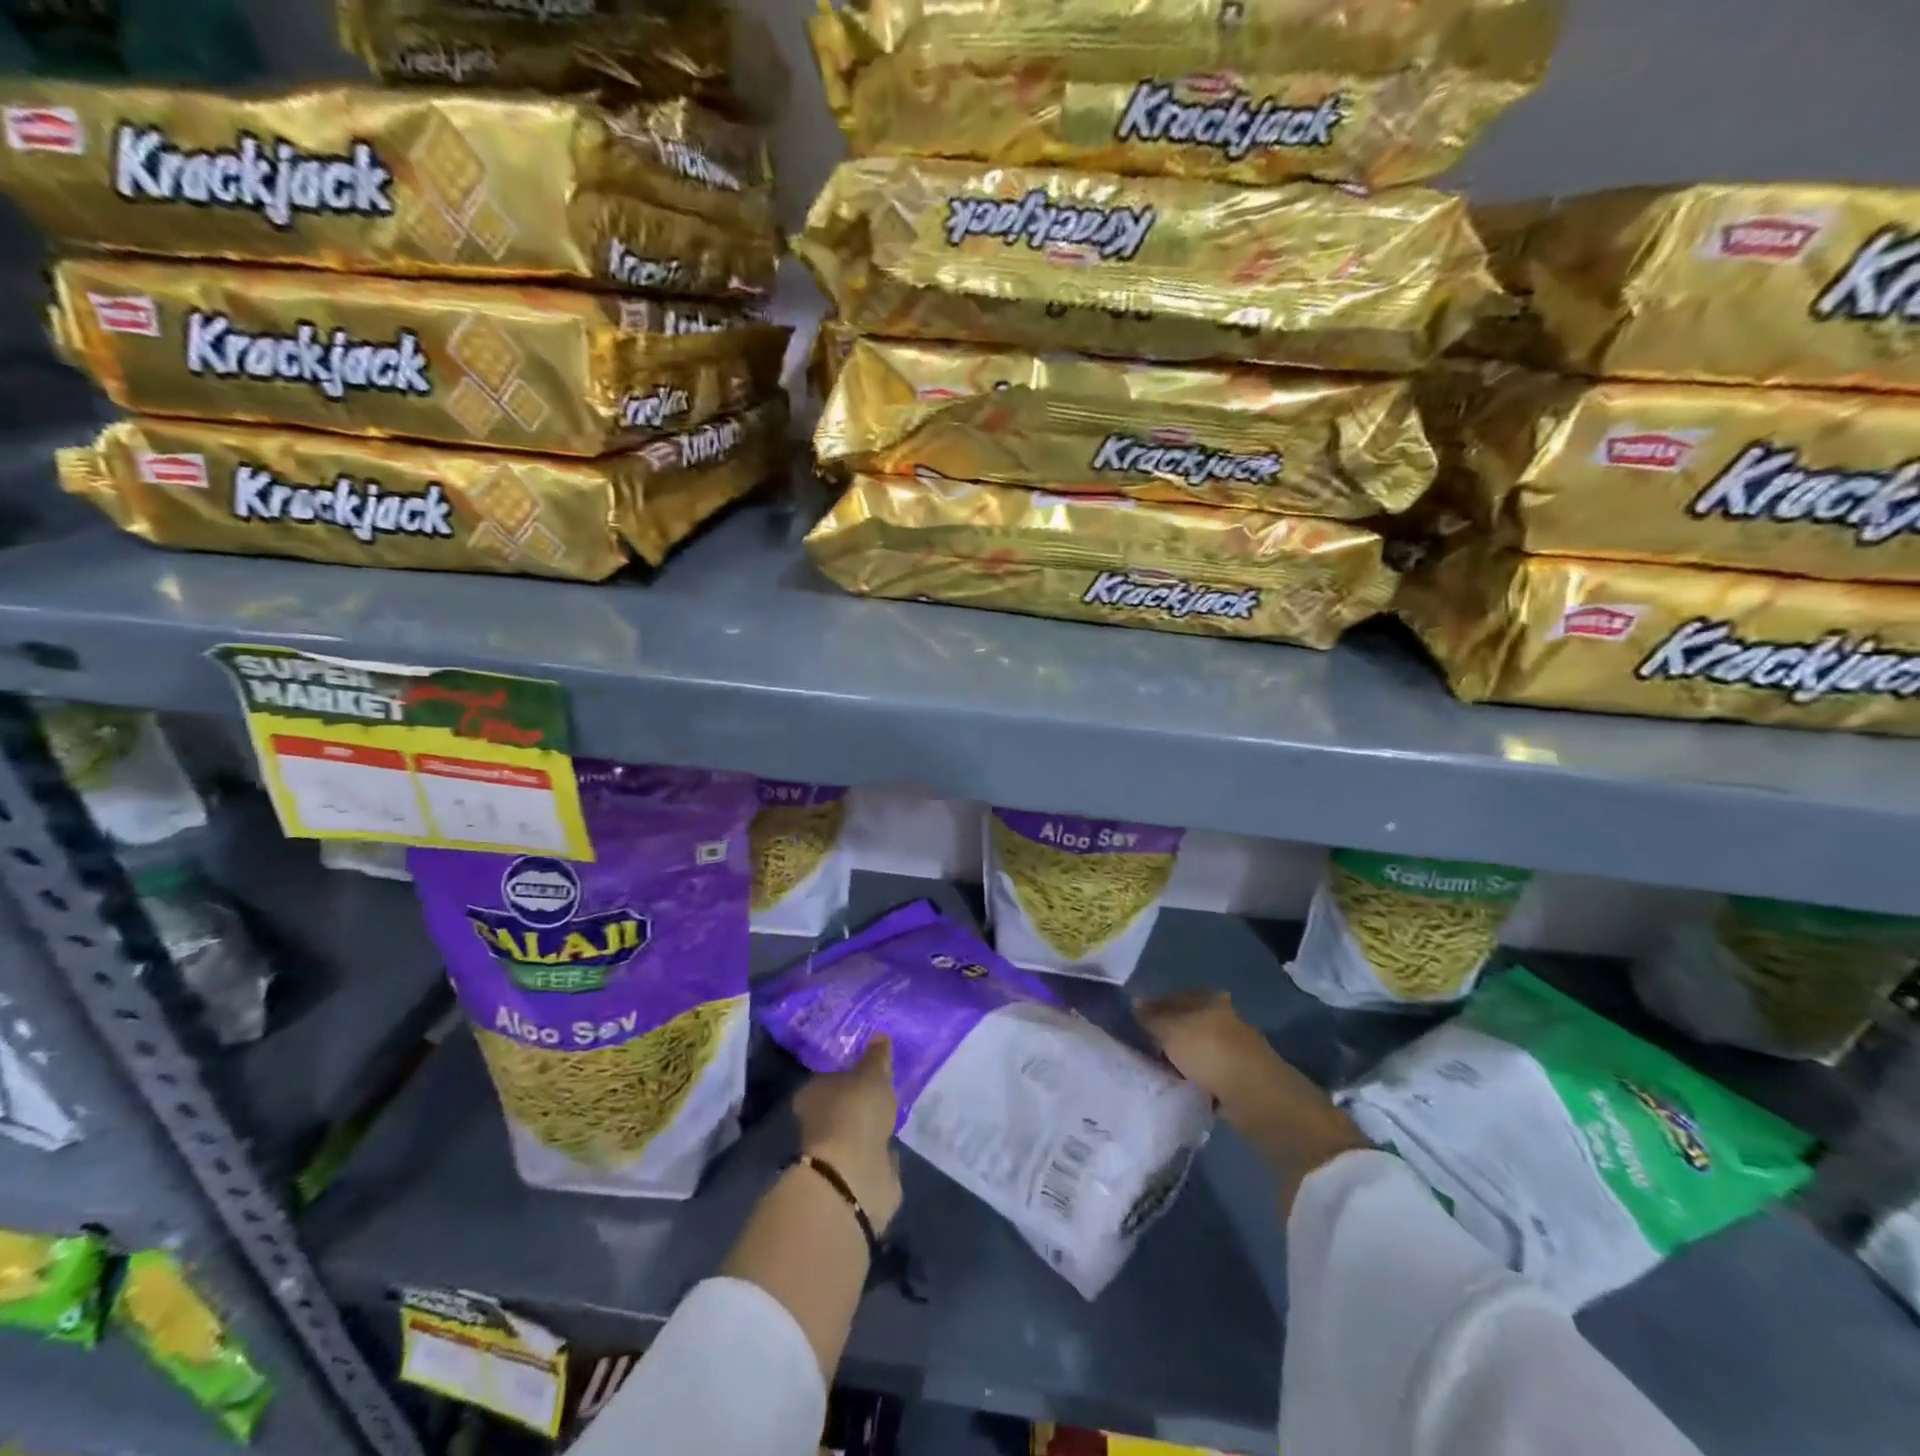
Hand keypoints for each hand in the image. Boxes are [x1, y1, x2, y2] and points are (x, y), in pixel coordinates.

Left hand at [795, 1037, 902, 1232]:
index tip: (867, 1067)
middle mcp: (818, 1122)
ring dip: (872, 1125)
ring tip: (894, 1111)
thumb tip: (879, 1035)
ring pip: (857, 1130)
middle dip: (860, 1100)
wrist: (854, 1176)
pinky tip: (896, 1139)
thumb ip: (876, 1057)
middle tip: (884, 1088)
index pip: (828, 1077)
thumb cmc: (855, 1112)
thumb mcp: (871, 1074)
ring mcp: (836, 1151)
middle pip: (842, 1105)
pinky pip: (872, 1153)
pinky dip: (881, 1149)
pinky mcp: (855, 1174)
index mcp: (813, 1093)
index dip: (847, 1072)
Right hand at [1136, 989, 1292, 1112]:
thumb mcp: (1170, 1029)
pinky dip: (1194, 1080)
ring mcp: (1233, 1048)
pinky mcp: (1239, 1077)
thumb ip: (1149, 1016)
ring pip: (1194, 1050)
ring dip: (1179, 1061)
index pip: (1170, 997)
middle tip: (1142, 1053)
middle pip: (1183, 1024)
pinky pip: (1206, 1075)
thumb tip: (1134, 1004)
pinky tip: (1180, 1089)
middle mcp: (1222, 1017)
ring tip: (1158, 1074)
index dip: (1149, 1010)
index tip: (1131, 1028)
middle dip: (1164, 1038)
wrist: (1257, 1098)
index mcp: (1208, 998)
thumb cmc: (1210, 1053)